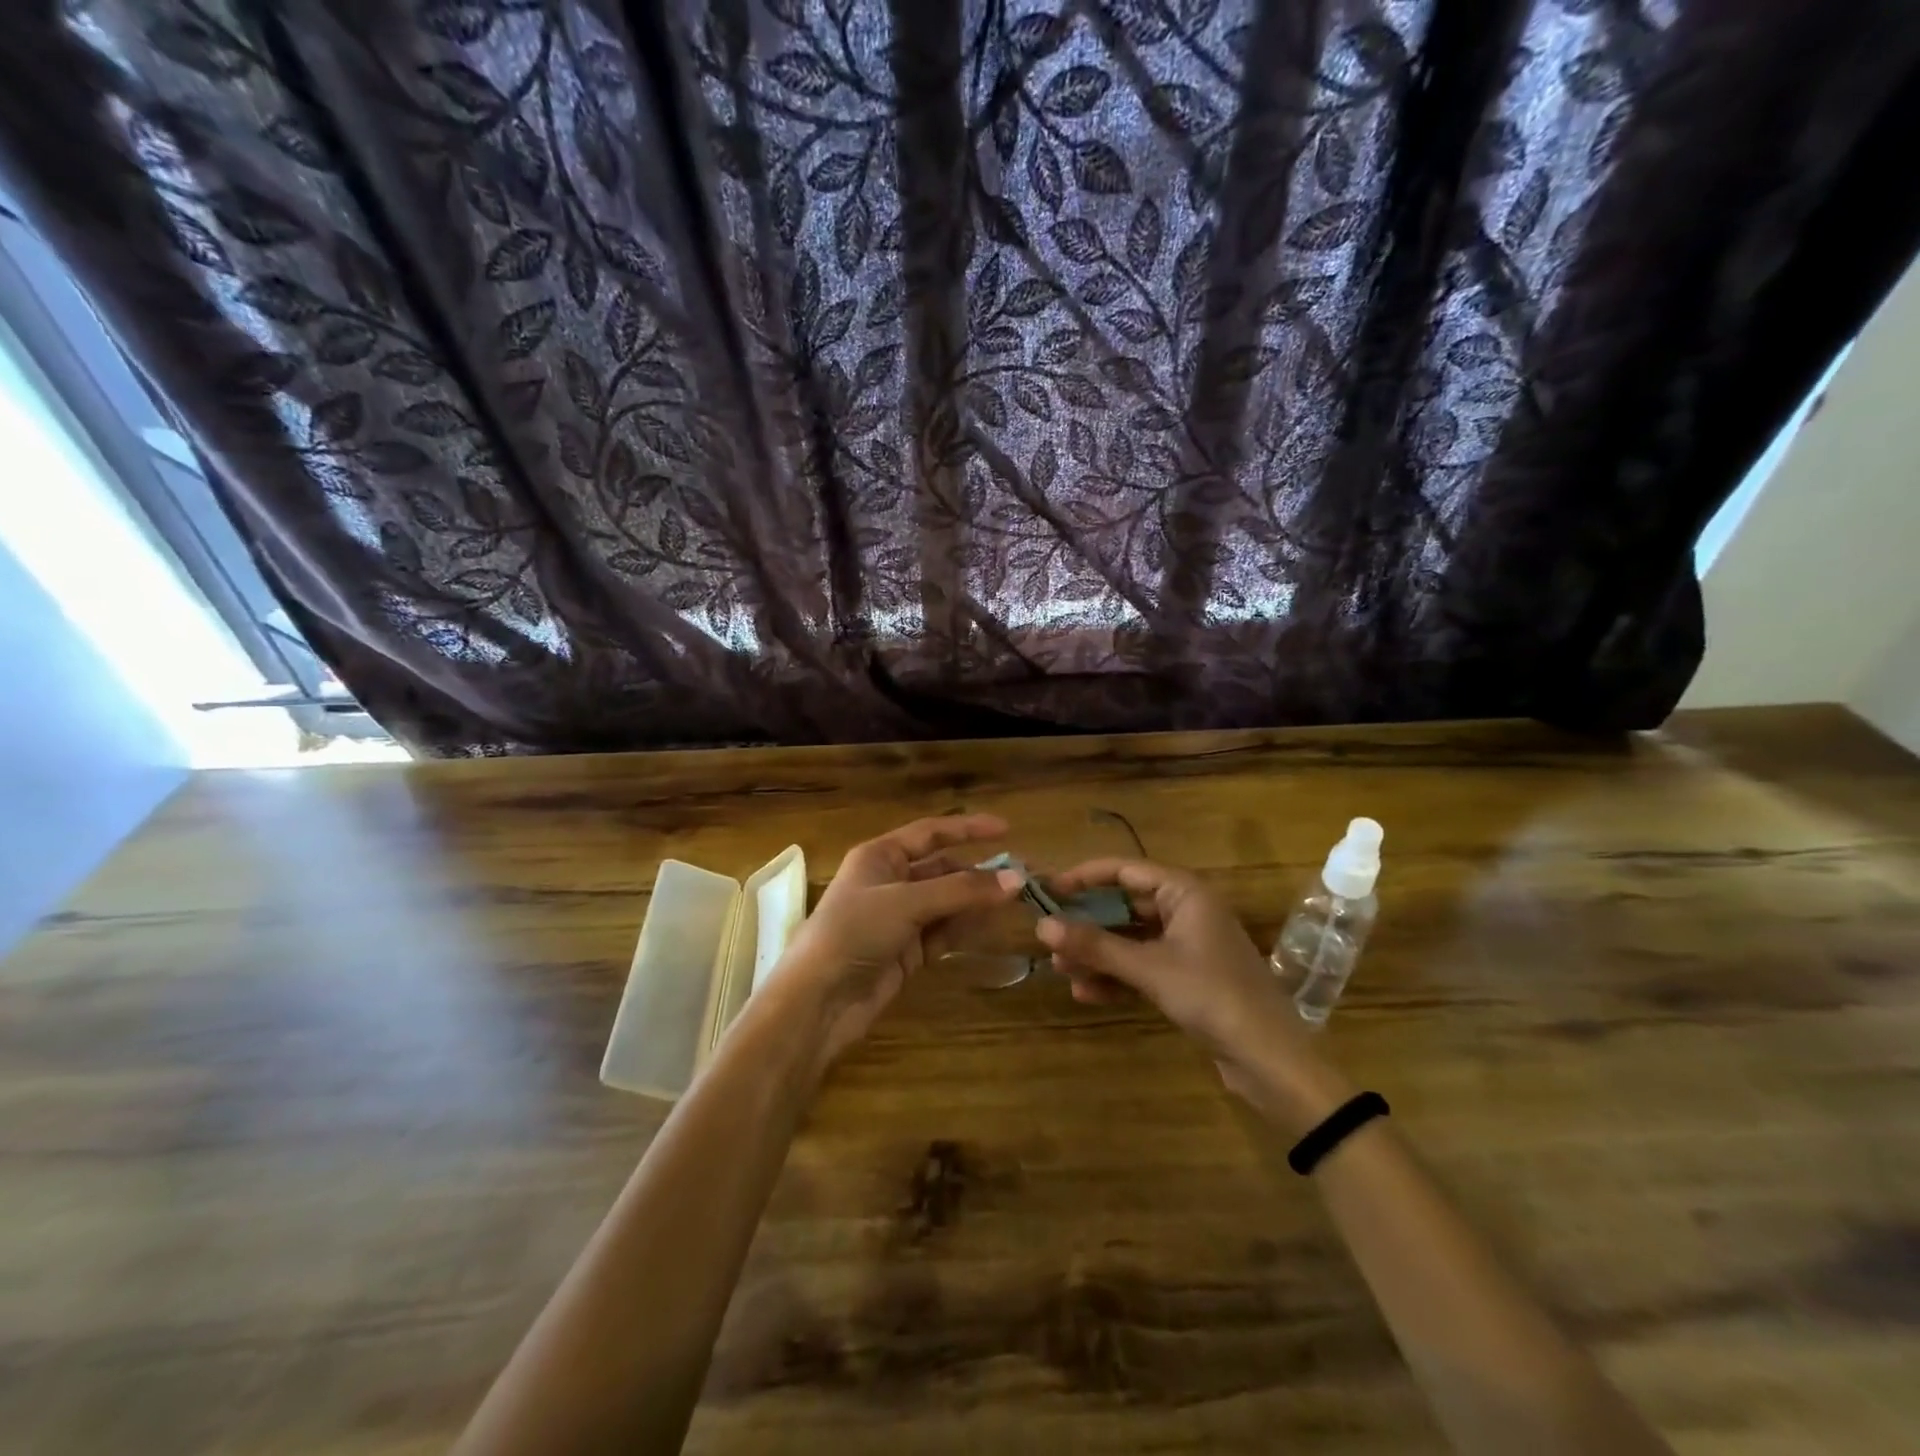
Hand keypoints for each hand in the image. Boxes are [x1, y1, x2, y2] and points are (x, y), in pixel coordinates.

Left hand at [768, 814, 1021, 1075]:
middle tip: (1022, 878)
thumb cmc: (854, 932)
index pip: (931, 833)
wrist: (819, 1000)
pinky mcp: (907, 952)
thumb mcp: (907, 902)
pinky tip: (994, 925)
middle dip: (979, 873)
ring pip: (947, 903)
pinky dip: (966, 928)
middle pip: (943, 870)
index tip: (1007, 829)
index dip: (968, 829)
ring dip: (977, 902)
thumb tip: (1016, 879)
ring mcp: (899, 918)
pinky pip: (944, 932)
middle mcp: (890, 881)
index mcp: (880, 856)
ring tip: (1017, 901)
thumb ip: (962, 891)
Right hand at [1036, 859, 1350, 1130]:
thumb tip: (1041, 926)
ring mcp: (1186, 945)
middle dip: (1087, 922)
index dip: (1084, 877)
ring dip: (1097, 953)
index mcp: (1185, 892)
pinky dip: (1116, 976)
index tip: (1047, 889)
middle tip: (1048, 934)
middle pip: (1125, 905)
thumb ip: (1096, 945)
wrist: (1271, 1060)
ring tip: (1060, 968)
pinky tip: (1086, 993)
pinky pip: (1142, 966)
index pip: (1124, 870)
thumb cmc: (1212, 996)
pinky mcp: (1186, 977)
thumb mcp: (1149, 968)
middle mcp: (1185, 910)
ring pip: (1130, 938)